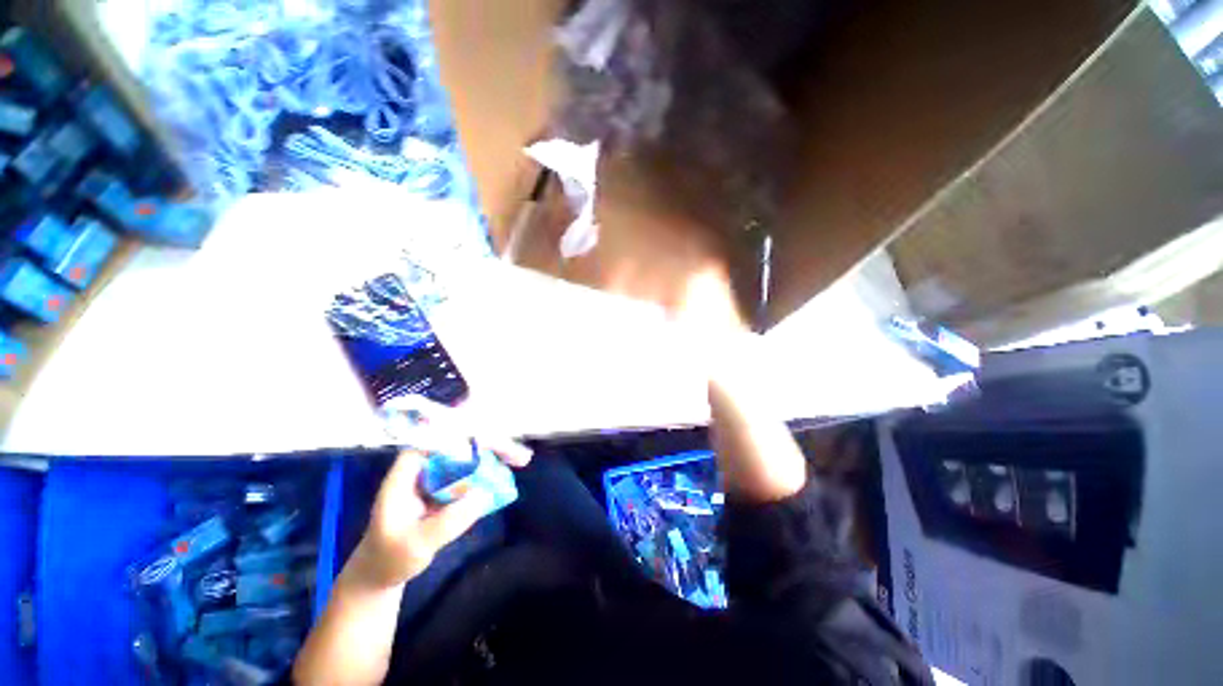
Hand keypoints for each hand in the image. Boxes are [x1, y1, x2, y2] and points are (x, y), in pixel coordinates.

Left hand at [348, 442, 530, 588]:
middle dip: (492, 444)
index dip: (466, 433)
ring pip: (470, 453)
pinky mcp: (448, 485)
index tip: (492, 440)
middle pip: (461, 442)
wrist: (382, 572)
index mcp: (408, 471)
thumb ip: (447, 522)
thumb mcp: (415, 545)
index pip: (439, 439)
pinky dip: (492, 467)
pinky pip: (473, 469)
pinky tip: (509, 470)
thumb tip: (483, 494)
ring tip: (522, 459)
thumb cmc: (389, 558)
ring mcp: (438, 474)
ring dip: (497, 453)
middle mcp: (425, 465)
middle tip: (520, 456)